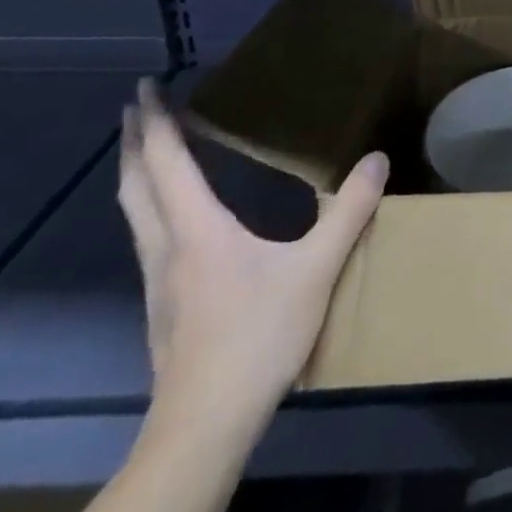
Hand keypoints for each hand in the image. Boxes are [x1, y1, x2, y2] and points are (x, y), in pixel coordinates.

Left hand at [118, 80, 388, 437]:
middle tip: (138, 107)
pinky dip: (150, 203)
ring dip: (136, 173)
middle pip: (135, 186)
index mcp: (196, 230)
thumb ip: (349, 212)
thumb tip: (376, 159)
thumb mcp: (316, 269)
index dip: (155, 124)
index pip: (166, 165)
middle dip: (134, 142)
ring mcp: (157, 280)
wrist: (204, 424)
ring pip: (134, 212)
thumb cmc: (257, 337)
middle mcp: (166, 247)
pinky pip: (147, 235)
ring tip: (147, 148)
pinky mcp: (162, 303)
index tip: (143, 87)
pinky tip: (173, 215)